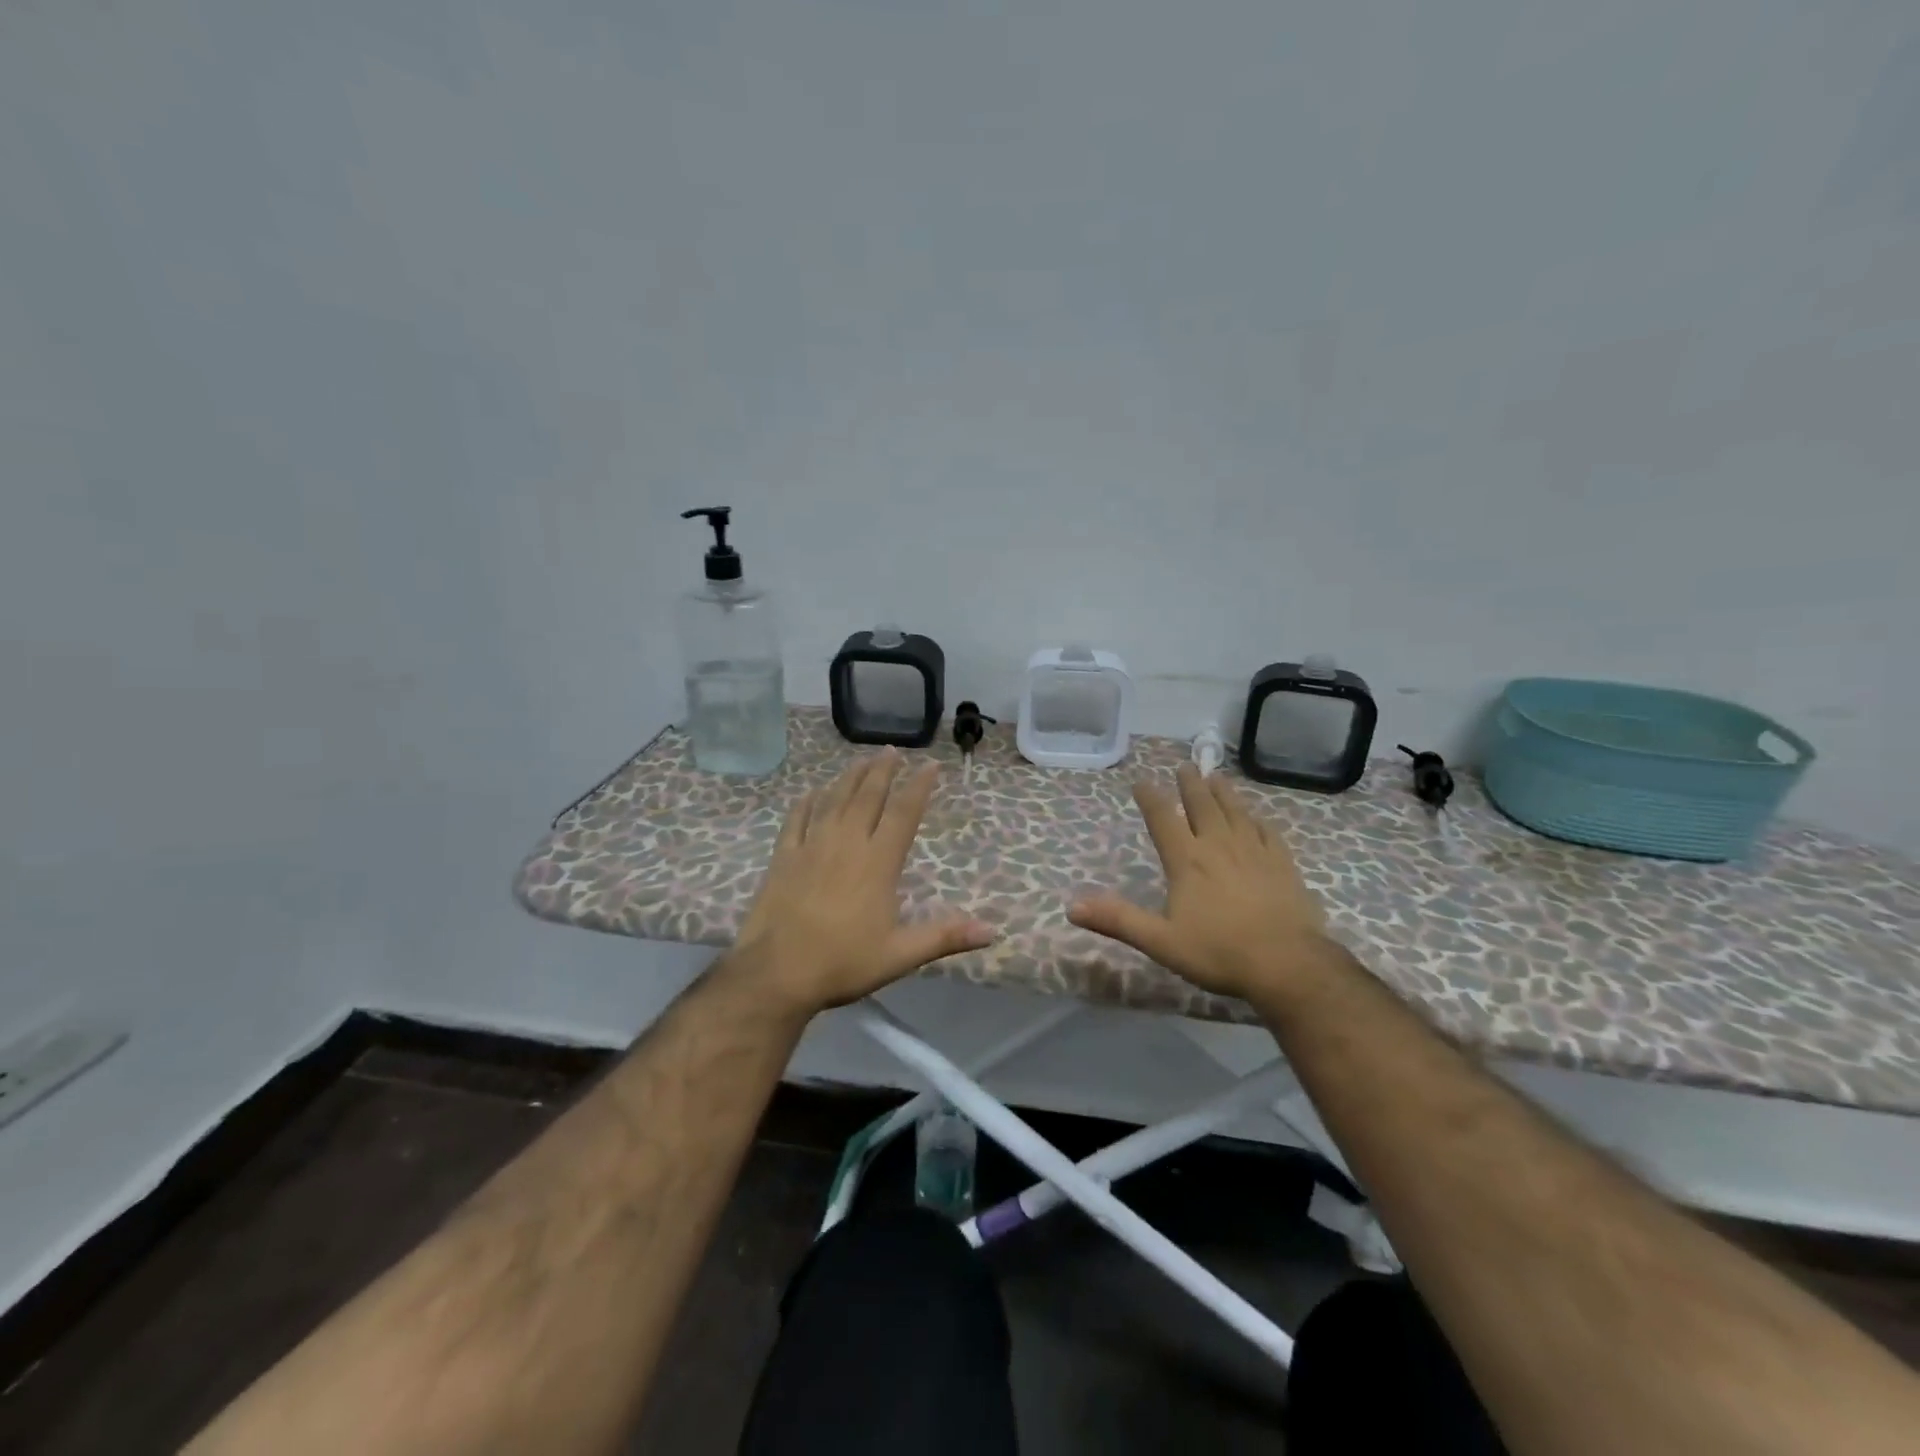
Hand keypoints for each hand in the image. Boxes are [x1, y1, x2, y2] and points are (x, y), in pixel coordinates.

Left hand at [730, 750, 994, 1015]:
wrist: (777, 972)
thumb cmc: (843, 962)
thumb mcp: (901, 954)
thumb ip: (945, 937)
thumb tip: (992, 931)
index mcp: (878, 862)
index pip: (903, 814)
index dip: (918, 787)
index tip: (929, 765)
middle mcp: (846, 843)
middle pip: (867, 797)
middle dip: (882, 771)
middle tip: (891, 750)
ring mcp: (811, 846)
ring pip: (833, 801)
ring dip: (849, 778)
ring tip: (860, 760)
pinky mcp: (783, 857)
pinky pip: (796, 821)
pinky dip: (804, 803)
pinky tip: (810, 792)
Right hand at [1068, 764, 1328, 1000]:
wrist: (1288, 965)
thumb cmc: (1219, 953)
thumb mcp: (1160, 941)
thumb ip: (1118, 920)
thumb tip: (1072, 906)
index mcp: (1187, 861)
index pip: (1163, 820)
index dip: (1150, 799)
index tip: (1141, 782)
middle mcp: (1219, 846)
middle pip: (1202, 806)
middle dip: (1191, 785)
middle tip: (1186, 765)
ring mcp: (1254, 852)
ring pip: (1235, 812)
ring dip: (1224, 792)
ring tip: (1217, 776)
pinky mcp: (1283, 864)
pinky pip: (1267, 831)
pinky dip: (1257, 819)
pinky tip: (1257, 816)